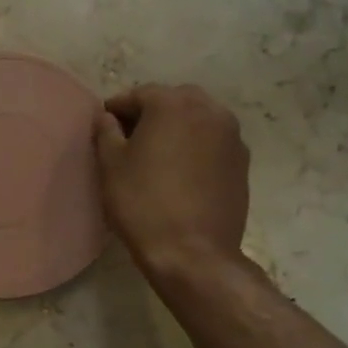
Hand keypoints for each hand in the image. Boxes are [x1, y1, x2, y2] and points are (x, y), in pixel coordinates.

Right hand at [93, 84, 250, 280]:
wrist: (193, 253)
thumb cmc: (143, 203)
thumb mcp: (111, 164)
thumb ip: (106, 131)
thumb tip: (107, 117)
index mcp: (173, 104)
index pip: (139, 94)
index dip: (117, 109)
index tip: (105, 125)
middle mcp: (208, 110)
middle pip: (174, 100)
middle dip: (152, 112)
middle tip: (131, 137)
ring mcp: (231, 136)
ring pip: (198, 119)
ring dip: (178, 127)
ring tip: (158, 154)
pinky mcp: (242, 163)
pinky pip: (214, 142)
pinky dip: (197, 146)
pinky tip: (182, 171)